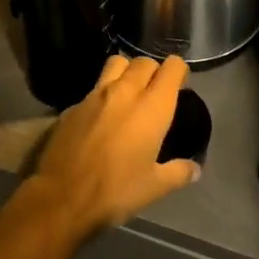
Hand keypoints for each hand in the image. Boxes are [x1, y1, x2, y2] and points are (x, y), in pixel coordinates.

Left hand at [29, 54, 197, 236]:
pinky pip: (94, 87)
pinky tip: (101, 116)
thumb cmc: (116, 191)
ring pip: (116, 63)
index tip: (180, 85)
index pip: (172, 67)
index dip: (178, 72)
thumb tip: (196, 169)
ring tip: (129, 93)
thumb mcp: (155, 187)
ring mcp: (95, 94)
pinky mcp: (73, 104)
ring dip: (126, 71)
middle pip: (144, 62)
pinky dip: (103, 93)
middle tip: (155, 92)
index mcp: (152, 107)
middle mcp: (125, 91)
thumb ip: (178, 172)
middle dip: (154, 71)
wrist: (62, 196)